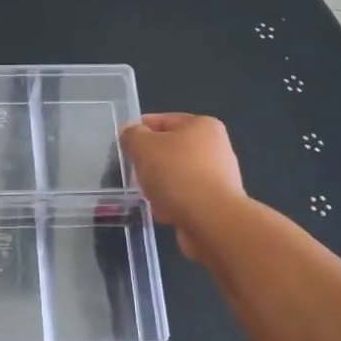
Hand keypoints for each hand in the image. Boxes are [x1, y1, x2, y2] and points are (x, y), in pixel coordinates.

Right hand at [119, 113, 245, 262]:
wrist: (211, 220)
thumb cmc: (177, 175)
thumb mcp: (143, 147)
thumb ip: (132, 135)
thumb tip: (131, 133)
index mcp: (202, 125)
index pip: (162, 120)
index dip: (139, 131)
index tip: (122, 145)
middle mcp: (215, 147)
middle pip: (169, 149)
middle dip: (149, 161)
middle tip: (133, 171)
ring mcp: (218, 176)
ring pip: (175, 175)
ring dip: (159, 184)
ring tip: (147, 195)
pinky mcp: (216, 202)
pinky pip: (184, 197)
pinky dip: (171, 202)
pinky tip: (162, 211)